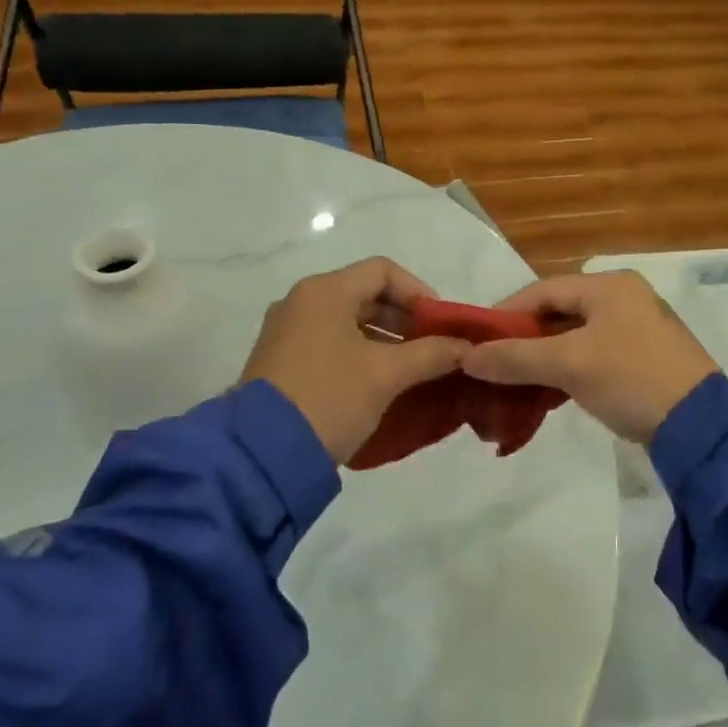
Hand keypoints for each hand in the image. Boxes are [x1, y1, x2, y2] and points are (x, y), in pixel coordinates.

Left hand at [241, 258, 470, 464]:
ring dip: (385, 340)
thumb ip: (431, 354)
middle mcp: (301, 302)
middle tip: (433, 348)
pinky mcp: (280, 362)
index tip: (441, 324)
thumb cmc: (329, 397)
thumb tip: (466, 347)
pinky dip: (359, 354)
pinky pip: (329, 344)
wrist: (260, 455)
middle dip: (405, 320)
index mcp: (324, 291)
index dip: (419, 292)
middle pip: (365, 295)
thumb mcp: (386, 374)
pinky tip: (380, 383)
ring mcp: (286, 333)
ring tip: (413, 370)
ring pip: (347, 322)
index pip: (383, 271)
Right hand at [459, 271, 719, 444]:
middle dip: (523, 339)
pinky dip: (566, 371)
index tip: (476, 342)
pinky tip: (547, 393)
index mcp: (610, 285)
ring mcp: (636, 328)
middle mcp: (623, 297)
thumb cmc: (632, 379)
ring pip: (573, 336)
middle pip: (558, 312)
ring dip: (543, 358)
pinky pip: (592, 355)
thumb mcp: (570, 365)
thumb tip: (466, 357)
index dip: (506, 314)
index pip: (543, 290)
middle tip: (492, 365)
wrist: (702, 428)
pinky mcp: (642, 359)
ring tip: (512, 383)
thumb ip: (516, 358)